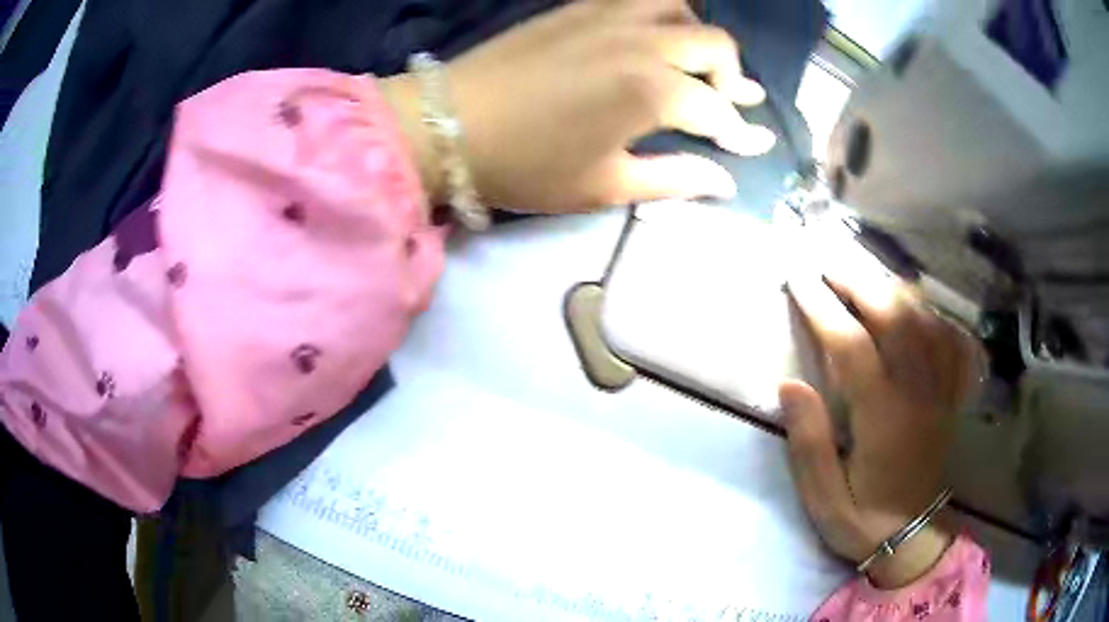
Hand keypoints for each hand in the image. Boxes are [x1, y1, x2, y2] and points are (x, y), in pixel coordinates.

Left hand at [381, 0, 774, 213]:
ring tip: (695, 63)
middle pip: (716, 46)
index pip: (719, 111)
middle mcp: (644, 42)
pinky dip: (663, 12)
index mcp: (653, 92)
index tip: (757, 144)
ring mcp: (611, 16)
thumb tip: (724, 181)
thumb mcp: (604, 186)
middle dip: (734, 78)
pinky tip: (656, 34)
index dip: (743, 132)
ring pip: (683, 9)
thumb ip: (674, 179)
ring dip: (700, 36)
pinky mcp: (581, 6)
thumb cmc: (527, 165)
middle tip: (732, 103)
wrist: (449, 123)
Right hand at [780, 234, 981, 587]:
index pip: (853, 345)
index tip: (798, 279)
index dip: (823, 307)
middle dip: (858, 282)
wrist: (913, 537)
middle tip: (827, 263)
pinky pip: (950, 338)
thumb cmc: (863, 520)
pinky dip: (932, 311)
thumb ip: (808, 444)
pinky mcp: (951, 394)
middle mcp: (917, 393)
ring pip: (924, 319)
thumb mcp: (823, 499)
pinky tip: (915, 302)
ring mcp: (940, 390)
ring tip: (863, 273)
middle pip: (895, 317)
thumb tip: (789, 384)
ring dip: (892, 288)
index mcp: (883, 418)